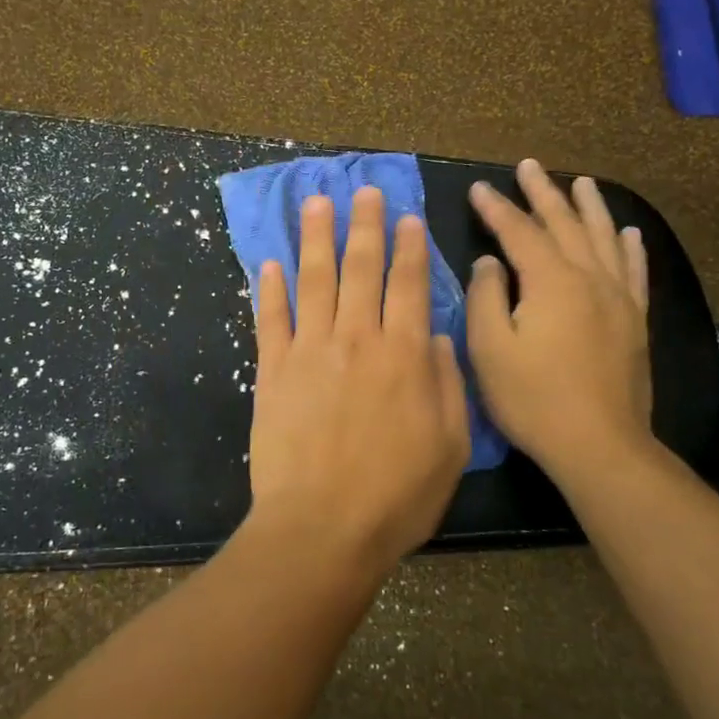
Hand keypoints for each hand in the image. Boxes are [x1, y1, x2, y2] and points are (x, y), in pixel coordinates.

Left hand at [247, 187, 471, 579]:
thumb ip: (446, 383)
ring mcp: (309, 351)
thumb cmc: (397, 495)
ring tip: (315, 202)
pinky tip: (268, 262)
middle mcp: (356, 339)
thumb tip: (435, 334)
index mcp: (403, 355)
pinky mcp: (272, 371)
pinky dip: (268, 288)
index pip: (408, 284)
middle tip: (362, 190)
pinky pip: (269, 318)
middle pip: (360, 269)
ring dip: (314, 237)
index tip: (407, 216)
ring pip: (313, 280)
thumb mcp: (450, 445)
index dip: (409, 247)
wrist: (322, 528)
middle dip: (363, 225)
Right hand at [466, 159, 652, 482]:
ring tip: (580, 182)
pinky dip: (630, 247)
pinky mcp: (635, 321)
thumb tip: (489, 262)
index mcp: (550, 281)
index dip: (496, 208)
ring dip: (589, 207)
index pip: (518, 232)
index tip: (478, 188)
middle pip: (564, 224)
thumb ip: (486, 296)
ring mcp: (618, 298)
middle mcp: (589, 278)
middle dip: (543, 193)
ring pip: (602, 238)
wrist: (599, 444)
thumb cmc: (533, 398)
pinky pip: (634, 271)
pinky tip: (629, 232)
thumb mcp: (489, 348)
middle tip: (529, 166)